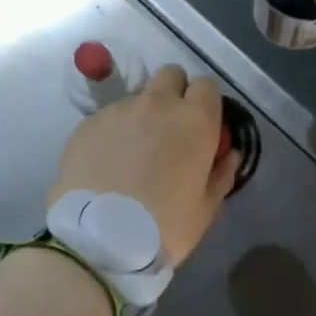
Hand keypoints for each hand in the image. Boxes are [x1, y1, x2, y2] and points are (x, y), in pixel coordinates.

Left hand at [50, 66, 241, 264]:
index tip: (200, 126)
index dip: (205, 103)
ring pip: (137, 98)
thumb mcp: (205, 208)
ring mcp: (119, 110)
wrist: (98, 240)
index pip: (207, 86)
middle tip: (169, 130)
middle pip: (171, 75)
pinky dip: (112, 133)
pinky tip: (106, 165)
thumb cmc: (164, 226)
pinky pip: (108, 118)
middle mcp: (158, 104)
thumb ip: (221, 173)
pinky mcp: (88, 123)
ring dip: (141, 117)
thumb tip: (228, 153)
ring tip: (132, 156)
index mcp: (195, 120)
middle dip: (174, 93)